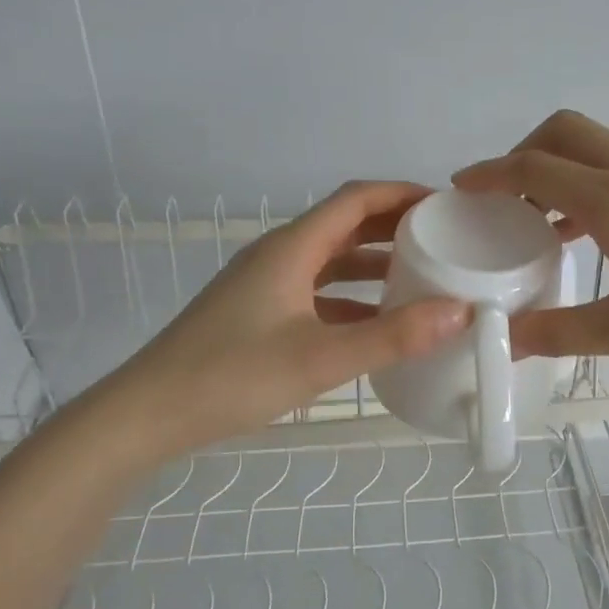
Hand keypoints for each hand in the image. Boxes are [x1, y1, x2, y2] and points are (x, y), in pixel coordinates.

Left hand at [100, 181, 469, 455]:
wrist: (148, 414)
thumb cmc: (233, 376)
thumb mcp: (321, 358)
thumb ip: (392, 336)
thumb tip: (460, 311)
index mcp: (292, 248)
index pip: (356, 200)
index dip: (402, 194)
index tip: (446, 205)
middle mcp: (280, 255)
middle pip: (345, 225)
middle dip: (395, 227)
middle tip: (444, 239)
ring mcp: (266, 284)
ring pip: (331, 260)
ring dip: (374, 263)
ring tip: (422, 276)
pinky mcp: (259, 313)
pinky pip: (317, 292)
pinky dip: (352, 298)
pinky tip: (378, 323)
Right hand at [453, 111, 608, 366]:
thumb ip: (559, 332)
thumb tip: (505, 338)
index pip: (533, 167)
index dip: (490, 173)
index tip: (461, 186)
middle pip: (563, 131)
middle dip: (523, 153)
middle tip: (505, 199)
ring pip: (597, 144)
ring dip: (561, 166)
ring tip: (542, 219)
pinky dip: (593, 180)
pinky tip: (597, 231)